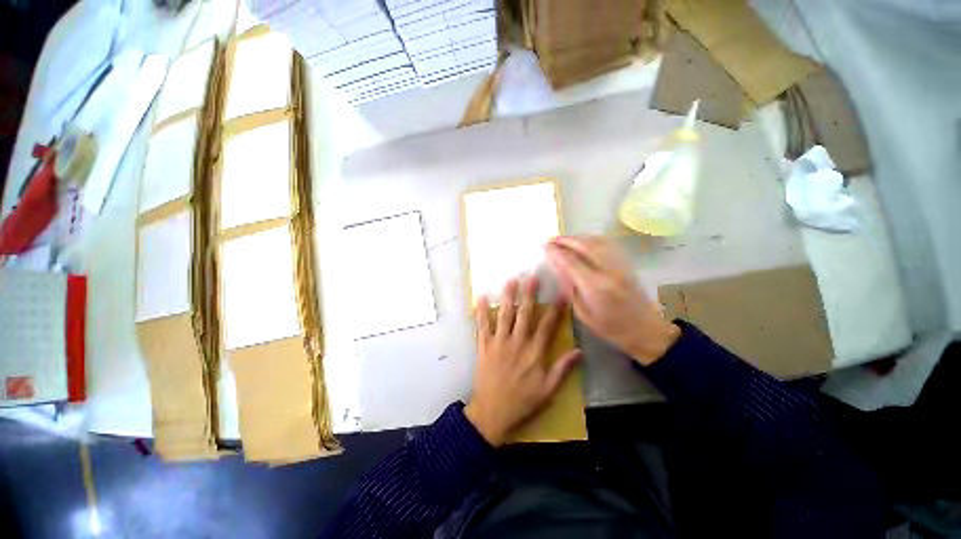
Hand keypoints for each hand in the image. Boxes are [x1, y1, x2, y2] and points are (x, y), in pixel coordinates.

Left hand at [465, 276, 581, 446]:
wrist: (492, 413)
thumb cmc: (522, 401)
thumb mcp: (548, 391)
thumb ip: (563, 369)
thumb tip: (579, 351)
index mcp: (534, 353)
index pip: (548, 326)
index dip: (556, 309)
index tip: (561, 294)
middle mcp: (517, 343)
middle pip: (525, 315)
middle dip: (529, 295)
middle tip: (532, 277)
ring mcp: (499, 343)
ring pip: (505, 315)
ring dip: (508, 297)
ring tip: (511, 280)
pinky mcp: (484, 346)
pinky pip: (482, 326)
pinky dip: (482, 312)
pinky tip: (481, 298)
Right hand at [545, 235, 678, 365]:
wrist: (646, 330)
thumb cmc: (611, 328)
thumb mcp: (583, 314)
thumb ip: (570, 289)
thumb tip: (559, 269)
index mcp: (595, 287)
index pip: (571, 262)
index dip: (556, 252)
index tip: (545, 246)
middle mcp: (608, 272)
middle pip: (585, 246)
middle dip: (566, 240)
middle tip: (552, 239)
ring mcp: (620, 266)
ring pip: (597, 242)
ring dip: (579, 237)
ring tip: (565, 239)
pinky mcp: (626, 264)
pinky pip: (608, 245)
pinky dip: (593, 239)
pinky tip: (584, 241)